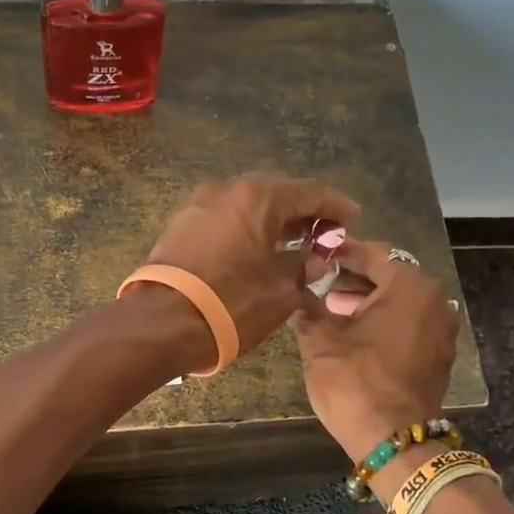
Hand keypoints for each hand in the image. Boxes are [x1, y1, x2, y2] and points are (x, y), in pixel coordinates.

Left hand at [137, 173, 359, 361]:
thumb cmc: (230, 305)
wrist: (161, 323)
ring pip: (246, 202)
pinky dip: (245, 226)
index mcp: (259, 198)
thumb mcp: (280, 291)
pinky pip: (224, 216)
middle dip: (302, 209)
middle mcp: (227, 189)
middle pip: (275, 191)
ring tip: (292, 241)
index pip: (309, 192)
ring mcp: (199, 204)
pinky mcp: (180, 224)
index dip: (334, 206)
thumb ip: (302, 267)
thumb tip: (313, 259)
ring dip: (271, 217)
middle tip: (322, 232)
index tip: (352, 216)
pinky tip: (256, 247)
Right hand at [291, 238, 457, 462]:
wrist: (393, 441)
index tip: (314, 253)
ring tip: (329, 307)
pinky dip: (383, 320)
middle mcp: (433, 300)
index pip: (371, 253)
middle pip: (389, 275)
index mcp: (409, 286)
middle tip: (318, 281)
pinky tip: (352, 331)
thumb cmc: (355, 382)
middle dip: (352, 277)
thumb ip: (307, 307)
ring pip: (399, 300)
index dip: (340, 252)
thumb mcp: (320, 341)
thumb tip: (296, 290)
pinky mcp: (438, 353)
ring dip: (366, 300)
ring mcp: (440, 328)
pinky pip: (408, 323)